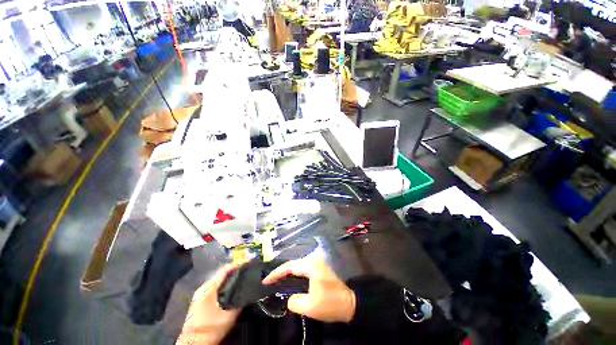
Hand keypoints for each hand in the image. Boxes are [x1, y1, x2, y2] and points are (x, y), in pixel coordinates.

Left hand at [176, 263, 242, 344]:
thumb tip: (249, 293)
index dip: (236, 265)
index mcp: (209, 288)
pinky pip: (213, 288)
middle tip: (245, 273)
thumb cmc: (210, 329)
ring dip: (227, 280)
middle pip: (220, 275)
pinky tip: (229, 291)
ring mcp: (199, 294)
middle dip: (233, 273)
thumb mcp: (228, 317)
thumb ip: (239, 303)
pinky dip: (222, 286)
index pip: (224, 270)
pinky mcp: (198, 301)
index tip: (246, 264)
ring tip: (240, 280)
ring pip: (216, 281)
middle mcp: (203, 288)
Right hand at [262, 255, 355, 322]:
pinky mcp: (320, 270)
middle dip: (281, 272)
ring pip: (298, 267)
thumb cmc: (330, 303)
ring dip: (287, 274)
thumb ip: (295, 301)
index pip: (290, 266)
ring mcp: (318, 265)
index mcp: (311, 266)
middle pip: (293, 264)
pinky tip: (291, 283)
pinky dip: (295, 276)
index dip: (276, 273)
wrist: (349, 304)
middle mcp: (314, 261)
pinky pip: (303, 270)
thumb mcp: (310, 306)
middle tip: (269, 282)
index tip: (266, 281)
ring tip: (277, 282)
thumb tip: (290, 298)